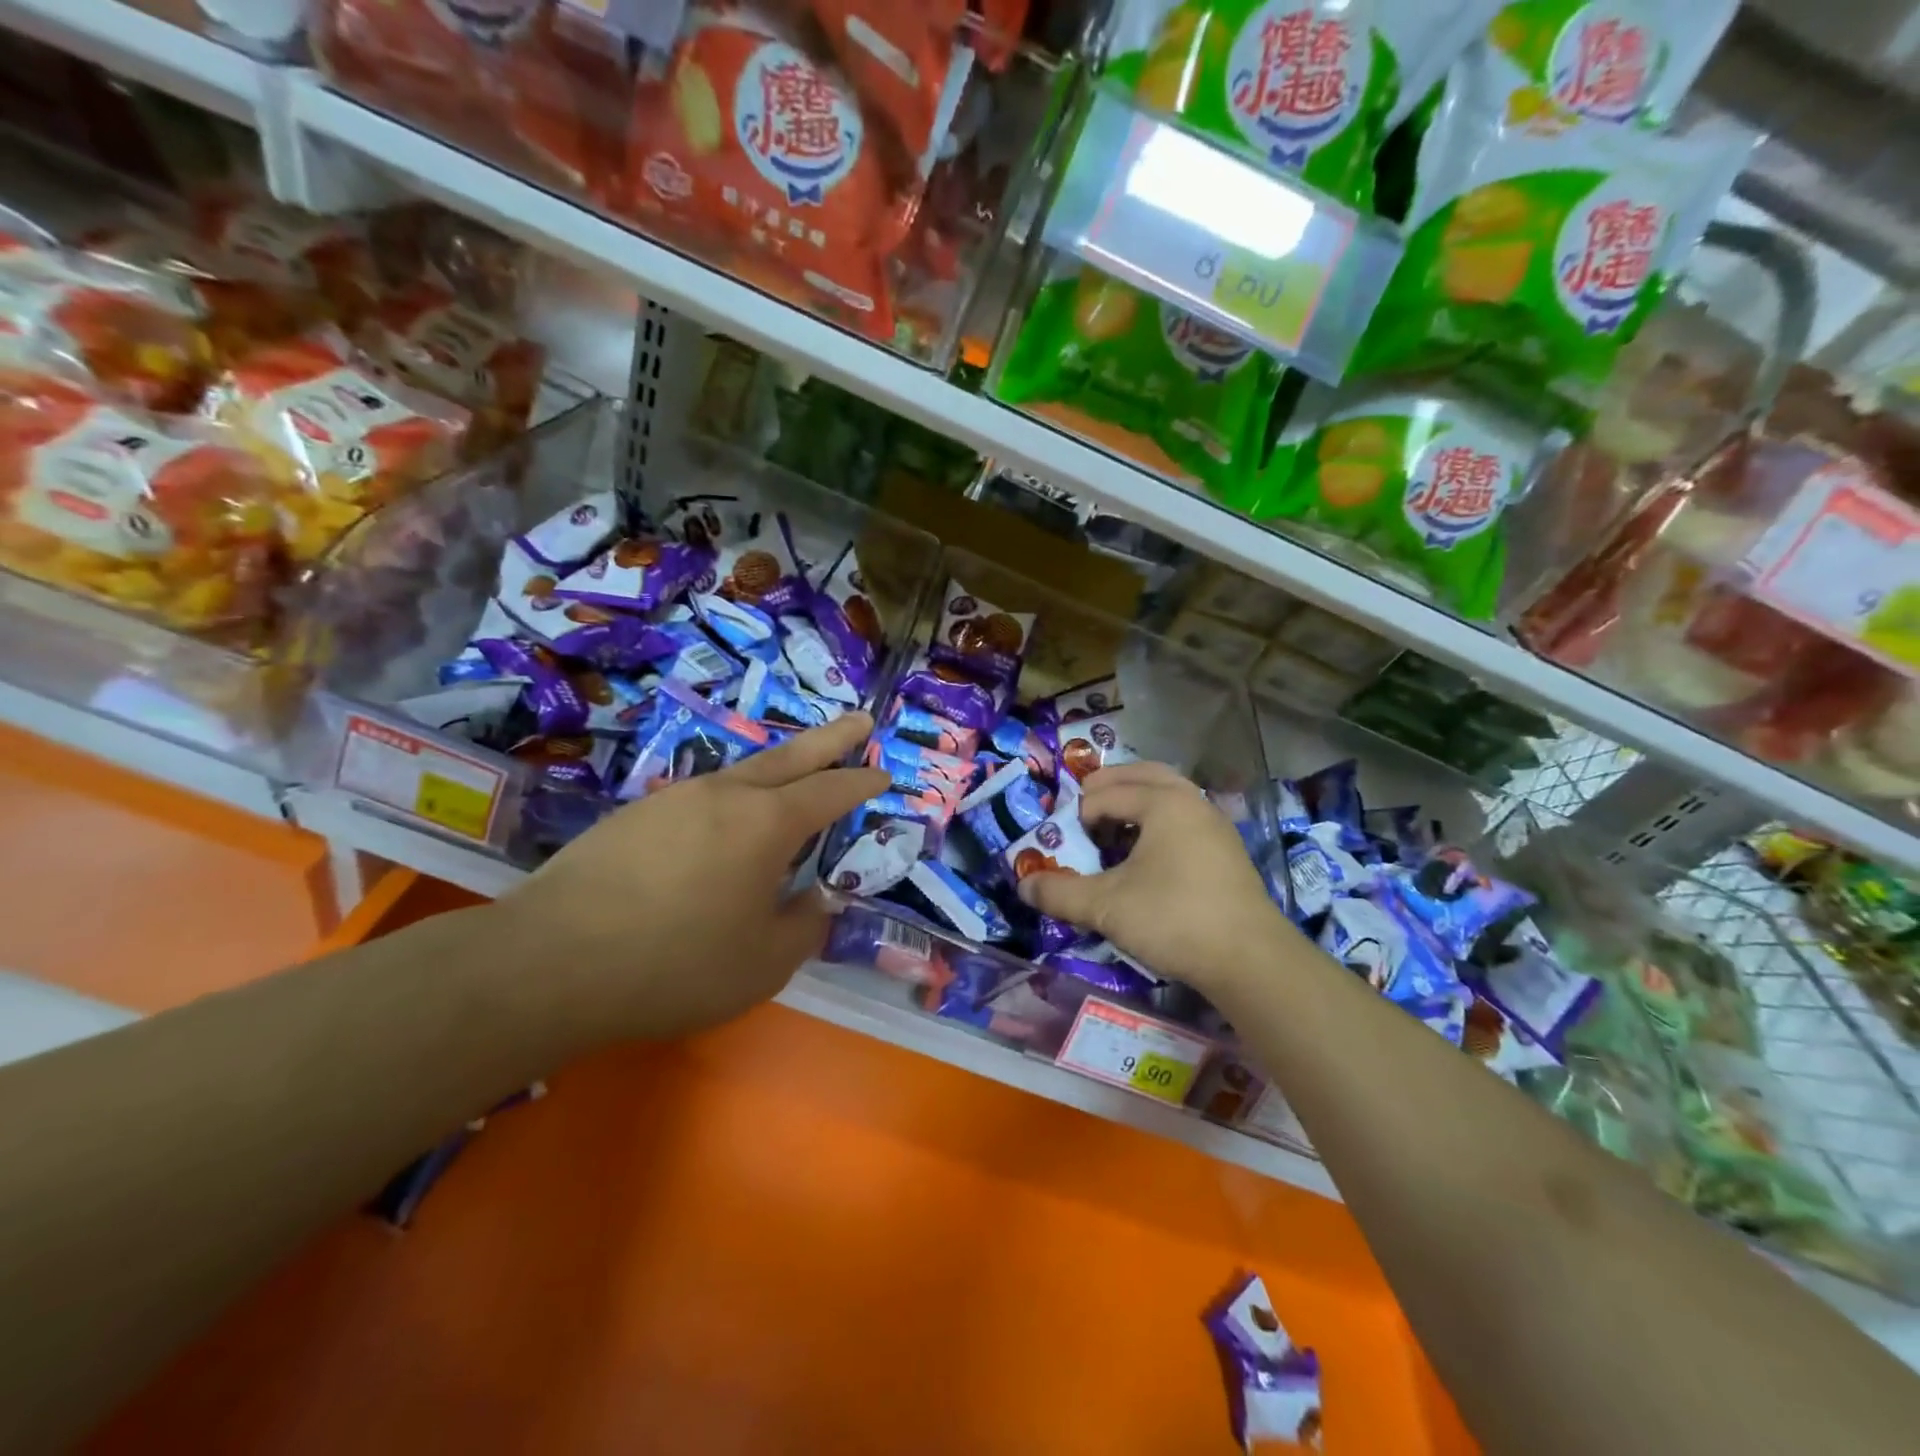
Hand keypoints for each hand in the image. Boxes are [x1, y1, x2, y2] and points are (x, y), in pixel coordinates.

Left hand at [497, 712, 887, 1041]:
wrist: (550, 963)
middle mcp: (724, 795)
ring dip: (778, 768)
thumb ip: (803, 925)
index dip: (862, 783)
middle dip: (831, 739)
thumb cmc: (675, 964)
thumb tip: (817, 900)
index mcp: (766, 823)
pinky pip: (701, 797)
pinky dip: (730, 799)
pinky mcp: (633, 816)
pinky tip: (722, 823)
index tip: (884, 775)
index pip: (830, 791)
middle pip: (790, 757)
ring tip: (794, 774)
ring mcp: (674, 798)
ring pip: (741, 772)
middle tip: (861, 719)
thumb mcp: (763, 963)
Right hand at [1017, 761, 1295, 996]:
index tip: (1067, 844)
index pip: (1107, 793)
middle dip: (1109, 787)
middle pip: (1143, 774)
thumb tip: (1023, 885)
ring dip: (1136, 800)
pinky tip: (1147, 855)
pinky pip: (1184, 816)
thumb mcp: (1106, 906)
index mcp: (1163, 802)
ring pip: (1168, 793)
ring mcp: (1214, 823)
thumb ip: (1060, 892)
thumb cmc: (1174, 919)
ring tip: (1113, 828)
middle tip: (1084, 811)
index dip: (1079, 815)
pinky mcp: (1226, 849)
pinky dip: (1158, 819)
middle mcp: (1191, 801)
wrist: (1250, 958)